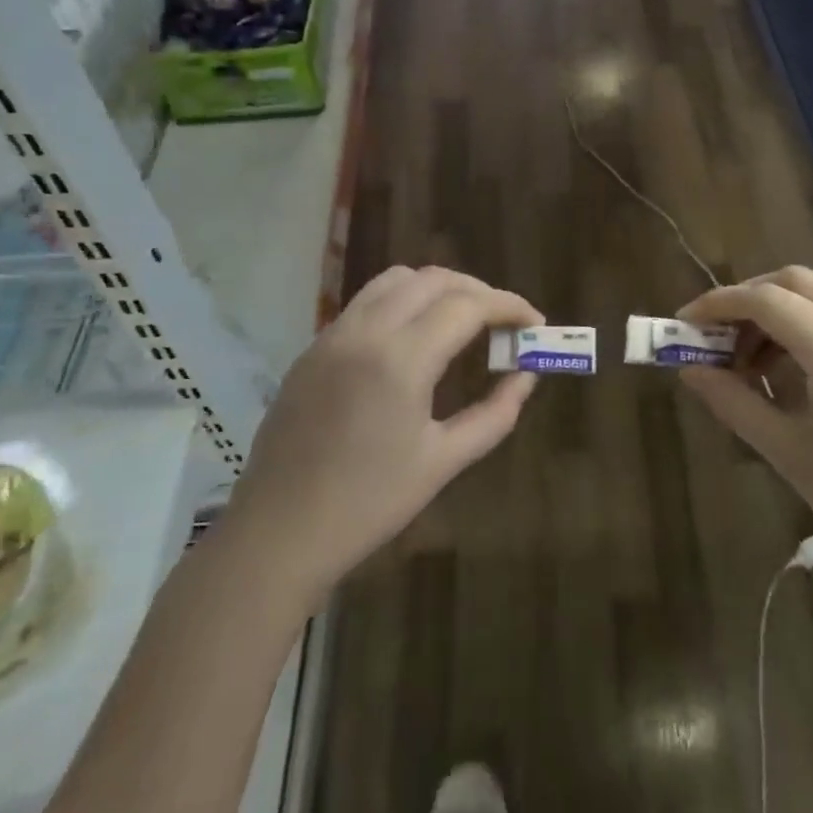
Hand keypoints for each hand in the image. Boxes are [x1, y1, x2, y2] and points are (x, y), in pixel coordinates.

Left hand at [221, 267, 542, 612]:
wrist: (277, 533)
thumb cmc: (368, 505)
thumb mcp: (443, 462)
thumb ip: (495, 414)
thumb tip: (526, 376)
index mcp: (401, 359)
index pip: (468, 305)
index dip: (509, 306)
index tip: (535, 323)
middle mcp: (366, 330)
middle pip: (435, 279)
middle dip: (478, 291)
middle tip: (505, 323)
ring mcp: (334, 334)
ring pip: (397, 279)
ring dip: (439, 287)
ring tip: (463, 320)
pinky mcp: (314, 346)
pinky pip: (367, 301)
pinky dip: (403, 300)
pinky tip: (416, 336)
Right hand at [679, 267, 812, 608]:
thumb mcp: (792, 454)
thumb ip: (735, 403)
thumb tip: (689, 371)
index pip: (766, 299)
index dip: (717, 305)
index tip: (683, 324)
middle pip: (795, 282)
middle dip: (748, 299)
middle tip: (715, 339)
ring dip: (778, 314)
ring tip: (749, 366)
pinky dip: (808, 329)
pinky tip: (793, 376)